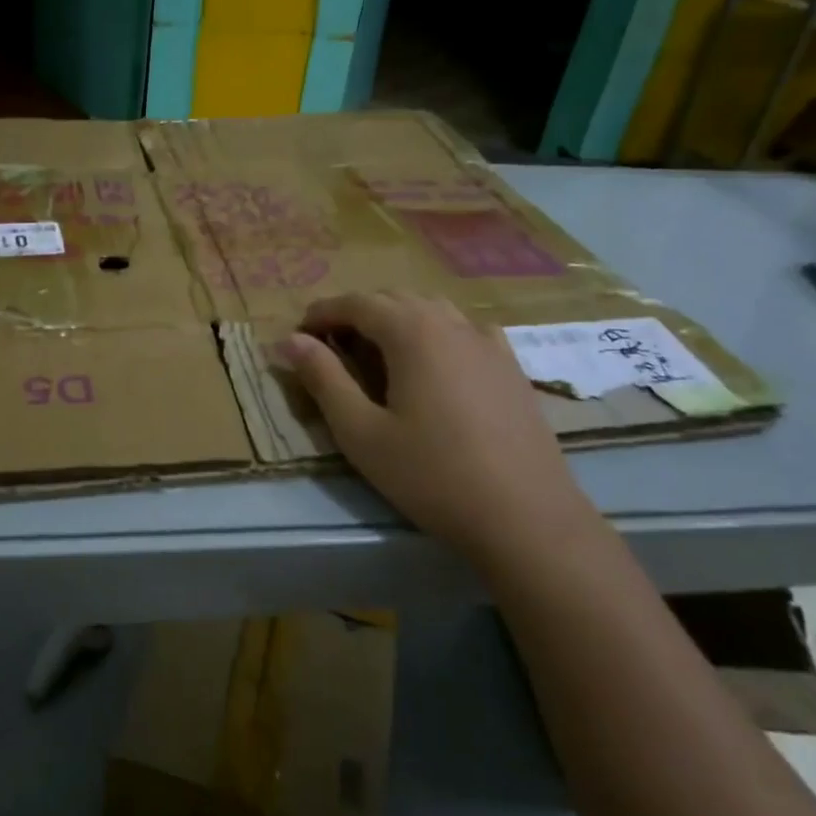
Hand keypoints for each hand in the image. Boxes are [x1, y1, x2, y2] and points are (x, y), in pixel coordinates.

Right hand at [280, 292, 592, 555]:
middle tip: (329, 346)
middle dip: (356, 314)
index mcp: (412, 331)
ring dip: (395, 320)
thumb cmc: (432, 475)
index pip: (356, 303)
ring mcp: (488, 341)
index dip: (322, 313)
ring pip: (431, 310)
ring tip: (375, 353)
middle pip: (394, 299)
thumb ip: (323, 379)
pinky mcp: (510, 366)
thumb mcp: (361, 432)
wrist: (526, 516)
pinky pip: (464, 330)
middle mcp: (451, 322)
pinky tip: (434, 363)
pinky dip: (435, 333)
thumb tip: (289, 341)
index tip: (298, 335)